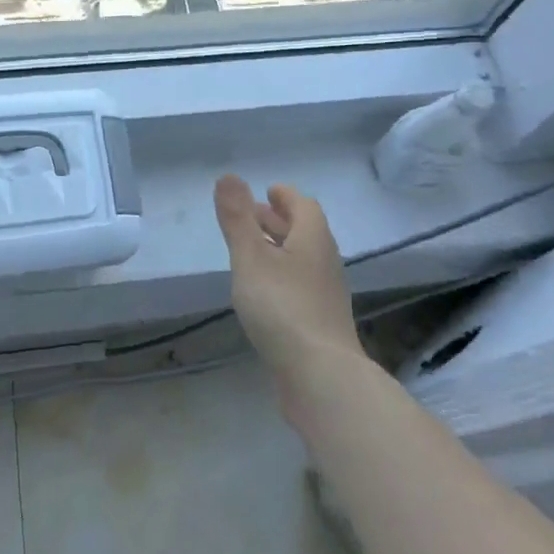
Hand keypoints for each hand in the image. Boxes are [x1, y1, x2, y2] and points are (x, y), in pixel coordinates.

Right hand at [212, 176, 364, 415]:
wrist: (321, 377)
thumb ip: (237, 218)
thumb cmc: (283, 307)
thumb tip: (228, 176)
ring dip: (279, 249)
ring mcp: (325, 295)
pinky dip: (281, 277)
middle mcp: (325, 262)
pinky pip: (300, 286)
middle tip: (250, 217)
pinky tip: (262, 293)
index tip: (266, 192)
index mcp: (313, 239)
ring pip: (301, 260)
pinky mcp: (320, 323)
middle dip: (278, 221)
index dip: (285, 196)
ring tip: (250, 253)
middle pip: (304, 231)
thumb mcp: (251, 257)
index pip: (304, 205)